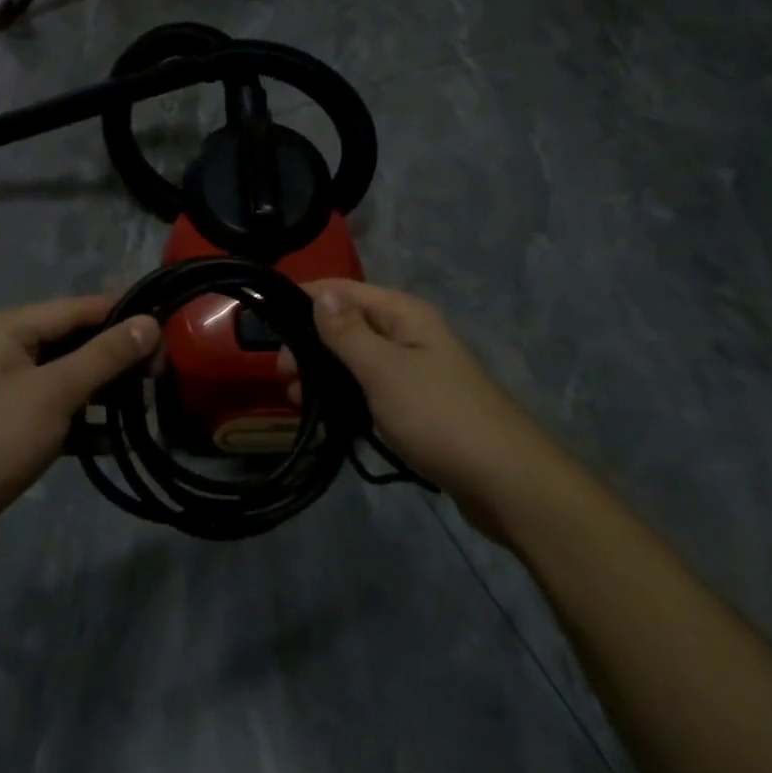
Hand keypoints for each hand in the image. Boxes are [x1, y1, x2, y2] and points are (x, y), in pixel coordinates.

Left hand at [0, 296, 158, 556]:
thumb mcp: (56, 392)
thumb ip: (105, 355)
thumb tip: (151, 323)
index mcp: (1, 328)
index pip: (73, 308)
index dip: (119, 314)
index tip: (164, 324)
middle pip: (67, 341)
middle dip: (112, 356)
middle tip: (159, 370)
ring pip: (60, 377)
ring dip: (99, 390)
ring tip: (144, 401)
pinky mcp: (0, 427)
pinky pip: (48, 409)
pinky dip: (78, 420)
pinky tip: (112, 439)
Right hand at [284, 280, 537, 535]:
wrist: (506, 481)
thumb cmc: (439, 417)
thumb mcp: (384, 371)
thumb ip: (348, 333)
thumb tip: (320, 293)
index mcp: (403, 314)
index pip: (342, 291)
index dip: (304, 302)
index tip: (265, 325)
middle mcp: (408, 333)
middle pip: (347, 325)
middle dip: (311, 345)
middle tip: (281, 377)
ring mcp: (414, 370)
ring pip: (356, 360)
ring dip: (325, 375)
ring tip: (295, 401)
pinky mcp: (416, 405)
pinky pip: (370, 389)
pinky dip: (346, 398)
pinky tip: (326, 418)